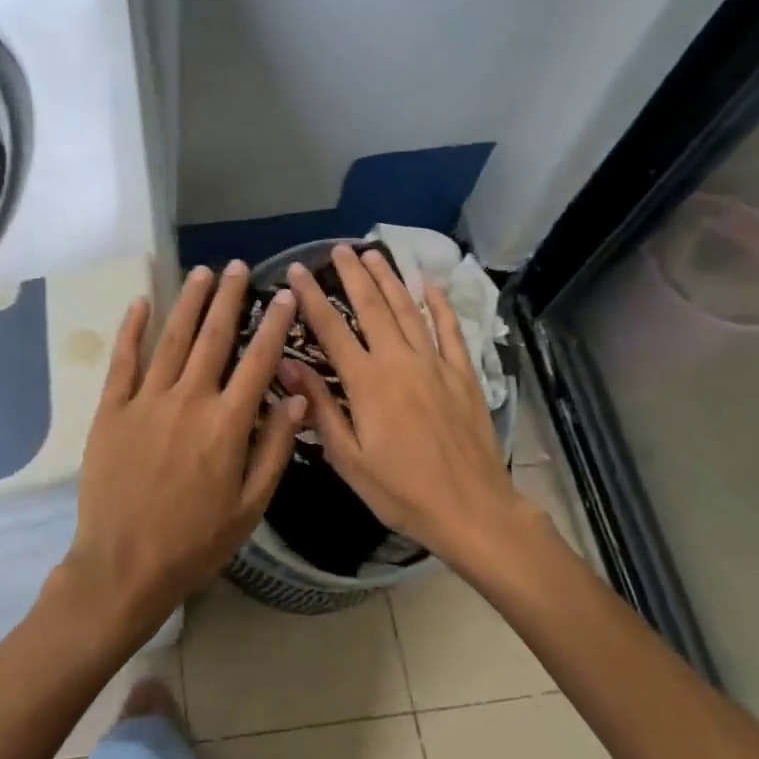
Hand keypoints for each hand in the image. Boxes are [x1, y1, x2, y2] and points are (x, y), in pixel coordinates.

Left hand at [59, 261, 305, 642]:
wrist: (123, 566)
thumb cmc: (194, 542)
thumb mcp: (250, 507)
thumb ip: (274, 448)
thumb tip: (297, 395)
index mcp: (226, 424)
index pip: (258, 361)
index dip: (274, 326)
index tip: (284, 297)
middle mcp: (188, 400)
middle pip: (214, 338)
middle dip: (229, 298)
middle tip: (238, 267)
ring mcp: (146, 401)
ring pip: (172, 339)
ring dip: (189, 303)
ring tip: (202, 272)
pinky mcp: (112, 410)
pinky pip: (123, 361)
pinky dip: (132, 329)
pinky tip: (141, 302)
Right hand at [279, 244, 543, 562]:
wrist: (472, 510)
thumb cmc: (401, 492)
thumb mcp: (348, 459)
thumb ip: (320, 408)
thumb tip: (287, 367)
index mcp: (367, 383)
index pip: (331, 329)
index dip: (310, 297)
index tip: (295, 270)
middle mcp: (400, 362)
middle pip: (372, 307)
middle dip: (353, 275)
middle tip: (338, 248)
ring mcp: (435, 365)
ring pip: (408, 310)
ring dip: (390, 279)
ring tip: (374, 254)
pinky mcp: (464, 374)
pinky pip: (450, 330)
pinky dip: (439, 305)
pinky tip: (430, 284)